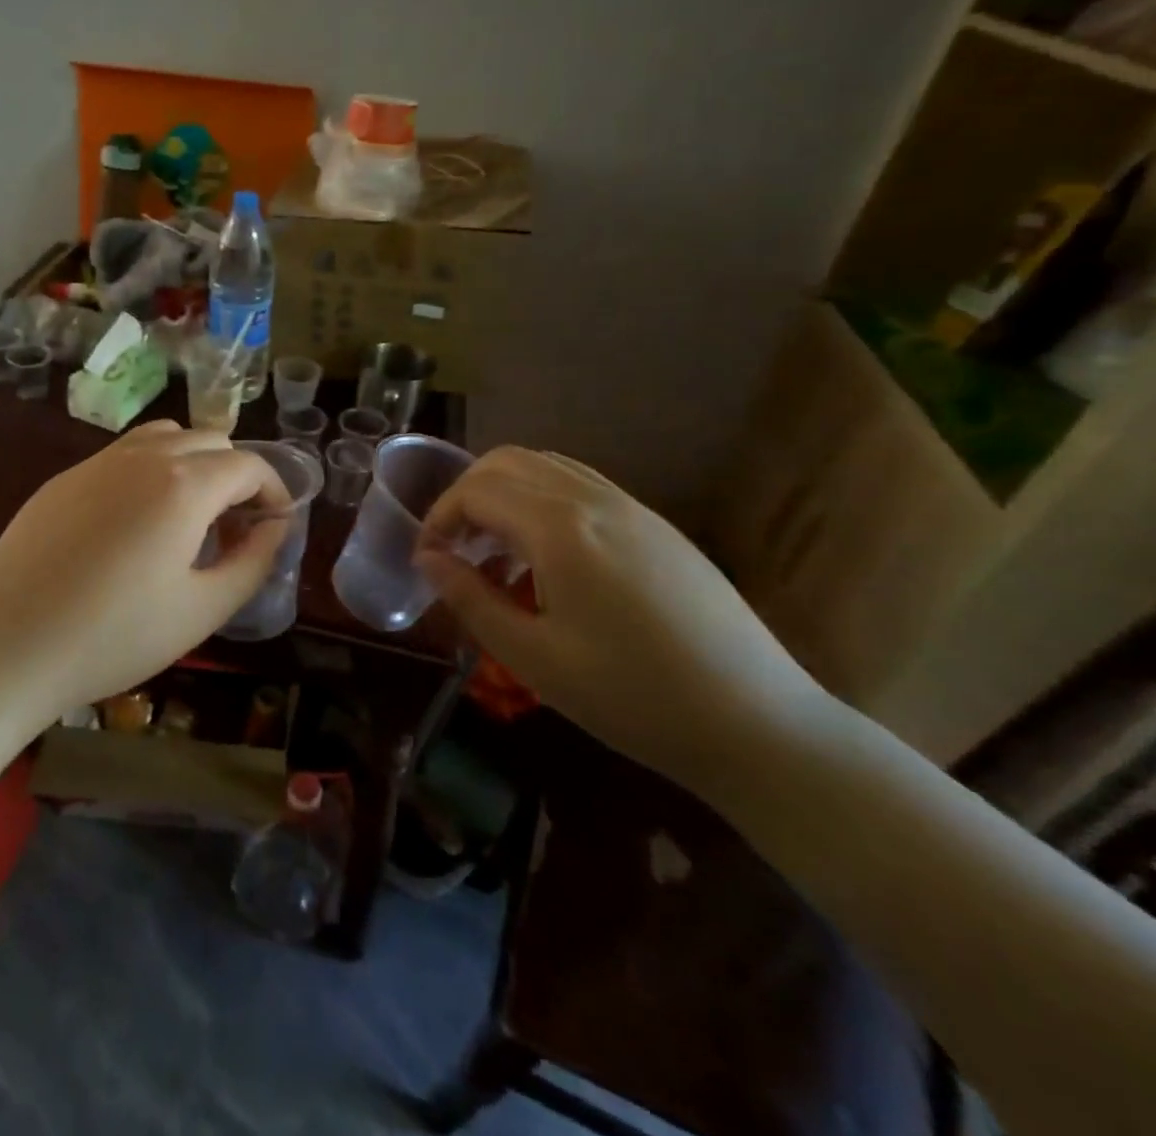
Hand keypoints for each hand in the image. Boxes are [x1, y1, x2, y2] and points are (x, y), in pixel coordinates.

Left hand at [0, 422, 291, 714]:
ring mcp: (96, 462)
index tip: (275, 527)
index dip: (275, 492)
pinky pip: (122, 455)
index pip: (248, 466)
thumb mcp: (203, 610)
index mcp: (183, 484)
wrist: (6, 646)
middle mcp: (142, 456)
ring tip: (189, 518)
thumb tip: (275, 528)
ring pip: (164, 437)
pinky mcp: (62, 479)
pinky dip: (150, 471)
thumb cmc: (115, 637)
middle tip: (234, 529)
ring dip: (192, 464)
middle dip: (236, 476)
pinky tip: (135, 524)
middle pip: (209, 441)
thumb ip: (253, 561)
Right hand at [415, 447, 834, 791]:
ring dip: (504, 493)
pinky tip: (546, 556)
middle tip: (454, 547)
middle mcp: (594, 500)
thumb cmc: (633, 698)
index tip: (426, 559)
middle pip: (506, 462)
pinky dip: (542, 499)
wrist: (759, 724)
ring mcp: (632, 507)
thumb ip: (470, 599)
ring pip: (545, 466)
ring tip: (495, 551)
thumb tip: (428, 560)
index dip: (438, 518)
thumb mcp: (534, 658)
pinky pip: (581, 485)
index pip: (476, 491)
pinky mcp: (656, 525)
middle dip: (465, 495)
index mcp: (560, 529)